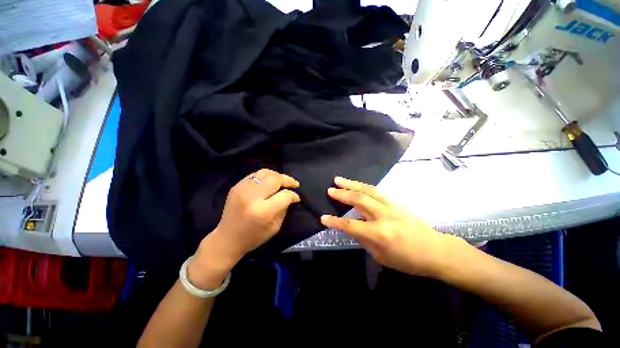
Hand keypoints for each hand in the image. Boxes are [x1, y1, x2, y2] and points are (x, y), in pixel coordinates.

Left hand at [189, 169, 299, 287]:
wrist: (227, 239)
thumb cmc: (253, 237)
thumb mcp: (275, 227)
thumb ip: (284, 209)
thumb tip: (291, 195)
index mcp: (262, 211)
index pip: (284, 195)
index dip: (293, 195)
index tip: (296, 197)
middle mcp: (252, 197)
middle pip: (275, 179)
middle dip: (287, 180)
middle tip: (293, 185)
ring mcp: (242, 189)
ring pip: (265, 172)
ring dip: (277, 176)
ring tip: (282, 182)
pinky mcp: (236, 186)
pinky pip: (255, 175)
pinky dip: (265, 177)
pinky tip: (269, 183)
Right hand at [320, 177, 460, 277]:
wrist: (436, 250)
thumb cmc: (409, 260)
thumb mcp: (382, 257)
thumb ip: (365, 240)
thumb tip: (353, 228)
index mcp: (379, 234)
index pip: (351, 225)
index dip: (335, 222)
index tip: (323, 218)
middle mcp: (383, 216)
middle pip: (359, 200)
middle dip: (342, 194)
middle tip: (330, 189)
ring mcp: (391, 206)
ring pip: (367, 190)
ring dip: (351, 184)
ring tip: (339, 179)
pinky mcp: (396, 202)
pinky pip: (376, 191)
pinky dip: (363, 187)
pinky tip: (356, 185)